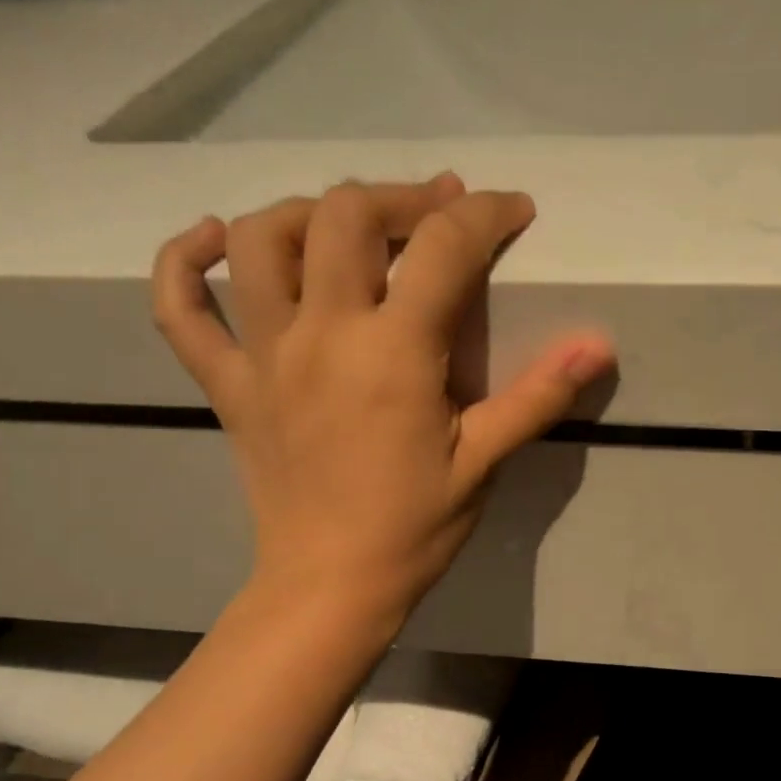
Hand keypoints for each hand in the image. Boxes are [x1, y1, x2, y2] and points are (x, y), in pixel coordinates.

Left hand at [151, 174, 614, 626]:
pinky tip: (214, 238)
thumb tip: (599, 344)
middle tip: (439, 211)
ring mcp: (263, 354)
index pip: (443, 248)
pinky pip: (181, 308)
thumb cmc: (416, 527)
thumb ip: (538, 395)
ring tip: (348, 225)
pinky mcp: (226, 383)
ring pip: (262, 240)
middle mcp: (322, 333)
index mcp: (393, 353)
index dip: (487, 215)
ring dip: (308, 211)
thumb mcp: (485, 461)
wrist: (331, 585)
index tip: (515, 211)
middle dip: (402, 196)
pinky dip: (185, 261)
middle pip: (345, 215)